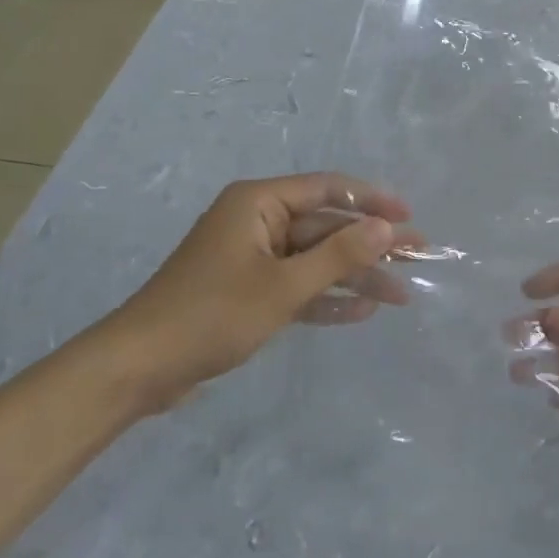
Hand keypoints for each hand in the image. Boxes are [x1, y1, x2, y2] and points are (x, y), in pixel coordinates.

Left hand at [108, 173, 413, 409]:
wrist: (140, 368)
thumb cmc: (212, 315)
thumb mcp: (283, 286)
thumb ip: (338, 255)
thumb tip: (387, 226)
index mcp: (259, 203)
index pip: (327, 189)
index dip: (371, 200)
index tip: (409, 215)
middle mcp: (257, 222)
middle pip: (326, 226)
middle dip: (370, 244)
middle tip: (417, 257)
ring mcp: (252, 258)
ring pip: (315, 259)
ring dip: (355, 276)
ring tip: (401, 294)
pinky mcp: (248, 292)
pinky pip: (297, 286)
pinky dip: (326, 297)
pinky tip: (362, 310)